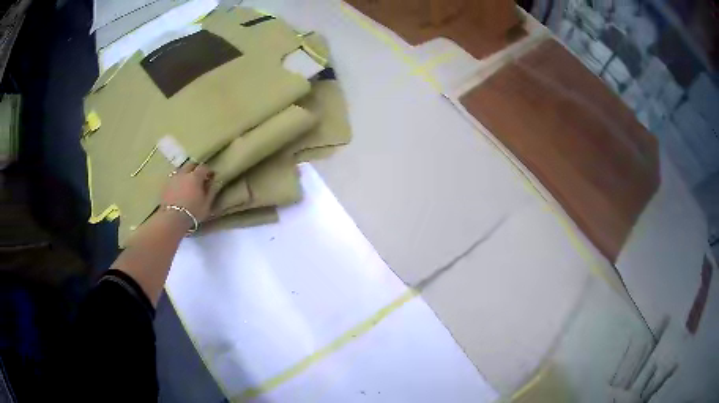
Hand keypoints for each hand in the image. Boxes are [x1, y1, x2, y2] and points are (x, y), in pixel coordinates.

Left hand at [160, 162, 217, 221]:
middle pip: (190, 165)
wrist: (172, 219)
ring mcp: (173, 179)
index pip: (203, 167)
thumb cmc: (193, 212)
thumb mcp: (207, 204)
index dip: (208, 171)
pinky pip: (174, 179)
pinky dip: (178, 181)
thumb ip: (211, 191)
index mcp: (195, 176)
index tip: (211, 176)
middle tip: (200, 177)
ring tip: (188, 183)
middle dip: (196, 168)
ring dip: (185, 174)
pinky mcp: (165, 186)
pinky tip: (179, 189)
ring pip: (181, 171)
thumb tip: (216, 182)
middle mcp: (183, 174)